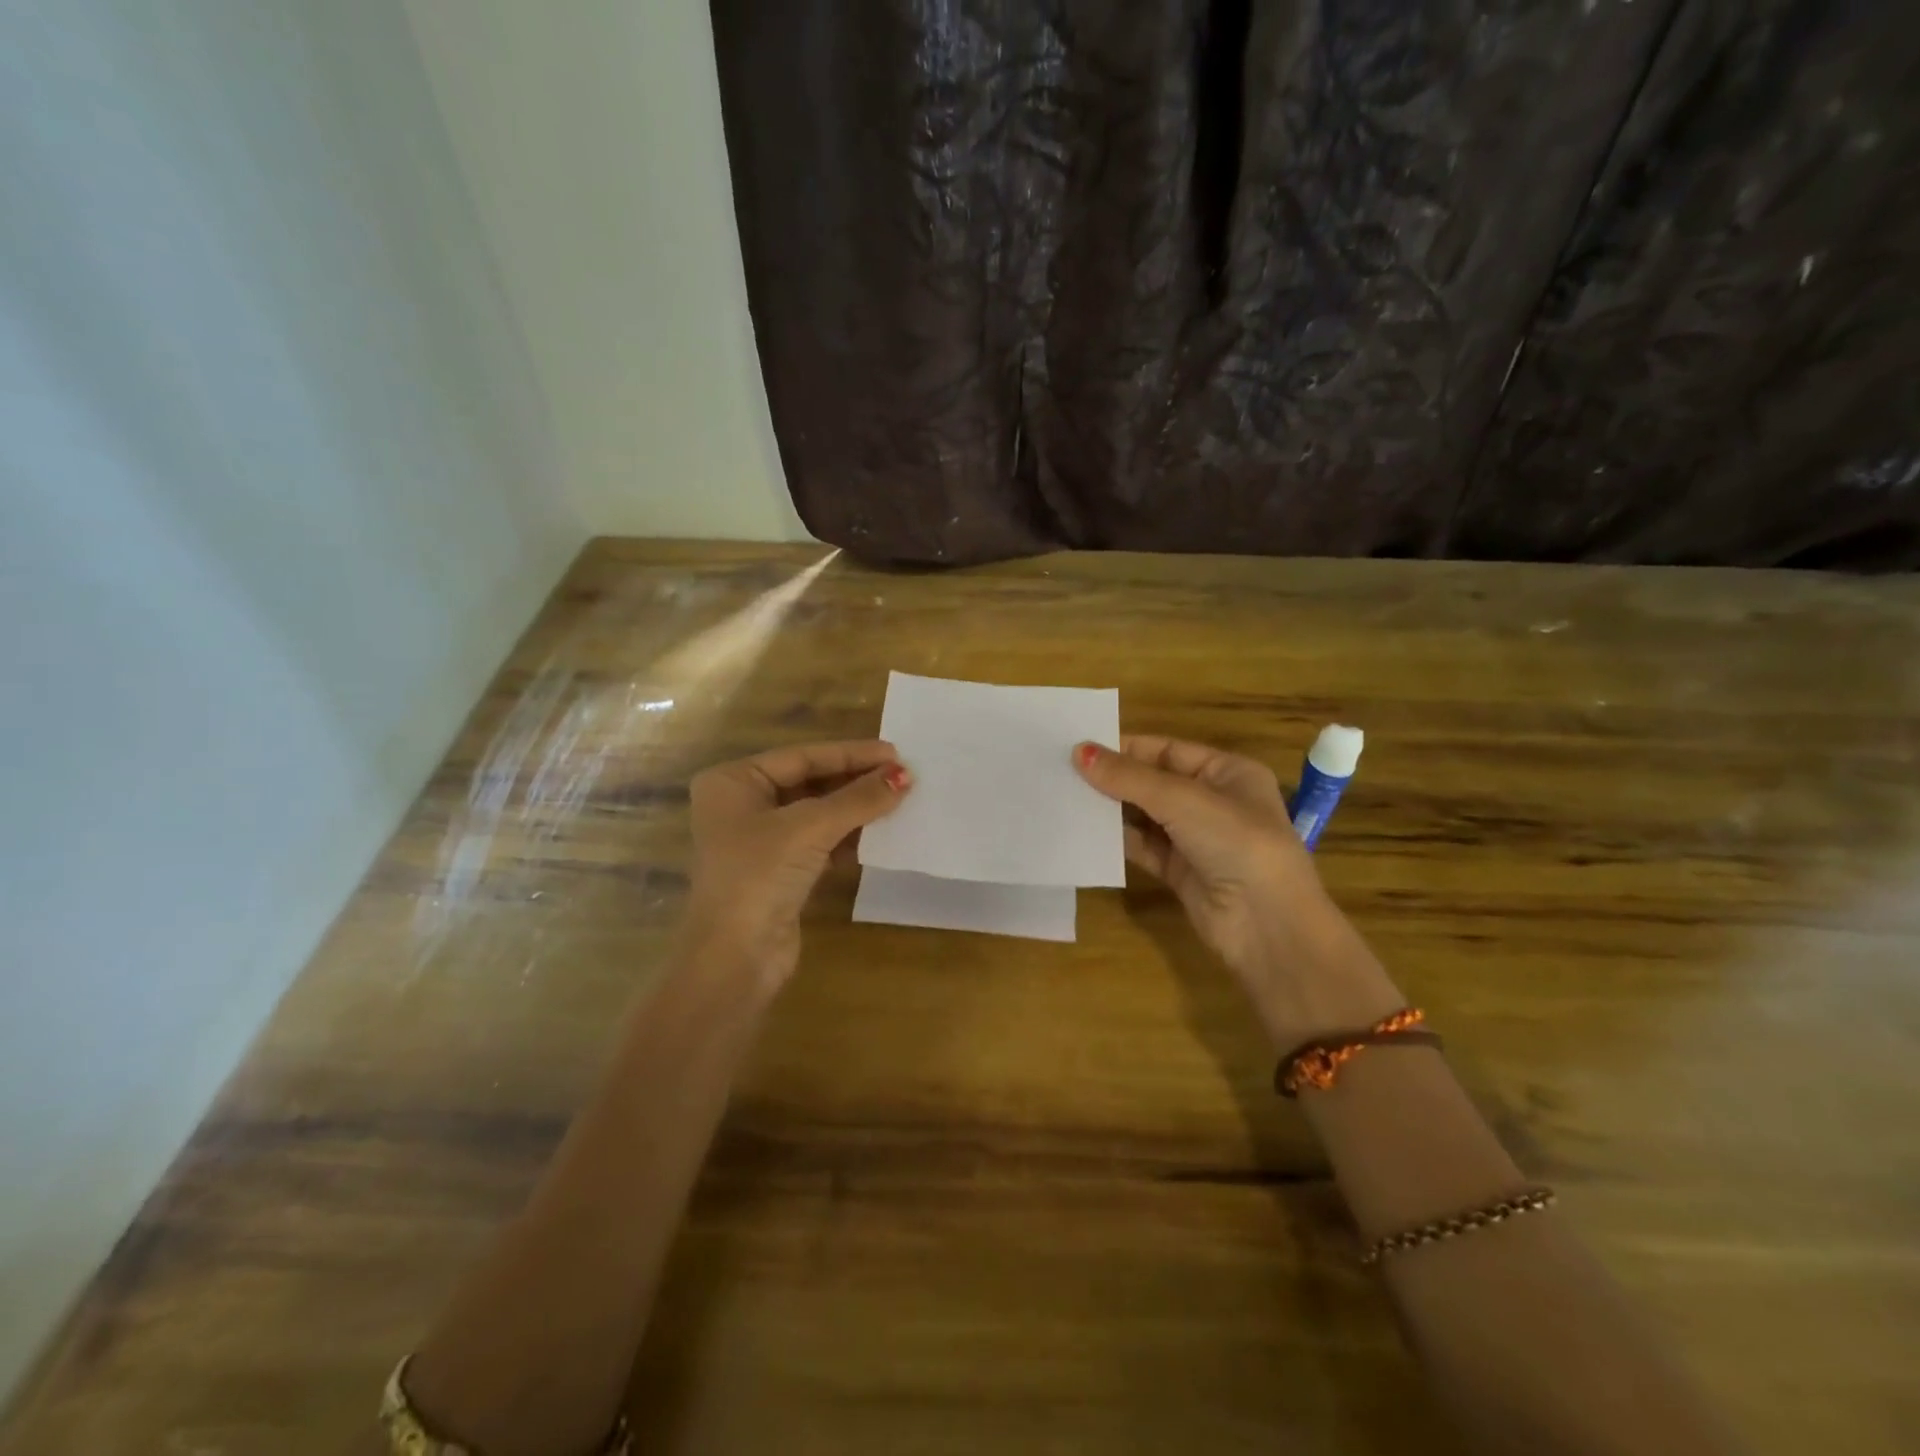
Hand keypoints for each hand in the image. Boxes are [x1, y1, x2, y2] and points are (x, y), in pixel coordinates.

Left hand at [684, 740, 912, 992]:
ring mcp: (760, 841)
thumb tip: (904, 776)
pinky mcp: (778, 871)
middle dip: (855, 780)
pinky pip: (819, 842)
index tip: (895, 753)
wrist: (735, 958)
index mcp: (734, 782)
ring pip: (817, 813)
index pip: (802, 757)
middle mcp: (743, 805)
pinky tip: (878, 833)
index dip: (851, 754)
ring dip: (855, 808)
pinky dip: (847, 837)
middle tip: (902, 775)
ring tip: (899, 800)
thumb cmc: (760, 876)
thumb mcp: (811, 828)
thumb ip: (859, 798)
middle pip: (810, 782)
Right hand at [1074, 736, 1402, 1047]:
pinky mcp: (1179, 871)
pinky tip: (1085, 831)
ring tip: (1065, 796)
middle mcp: (1213, 802)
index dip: (1126, 748)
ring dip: (1111, 808)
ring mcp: (1196, 838)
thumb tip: (1078, 751)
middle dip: (1113, 778)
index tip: (1079, 746)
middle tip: (1062, 771)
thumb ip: (1129, 778)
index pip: (1168, 750)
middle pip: (1153, 781)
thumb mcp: (1183, 801)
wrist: (1267, 927)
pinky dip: (1116, 839)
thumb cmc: (1237, 843)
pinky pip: (1142, 846)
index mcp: (1228, 773)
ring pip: (1145, 815)